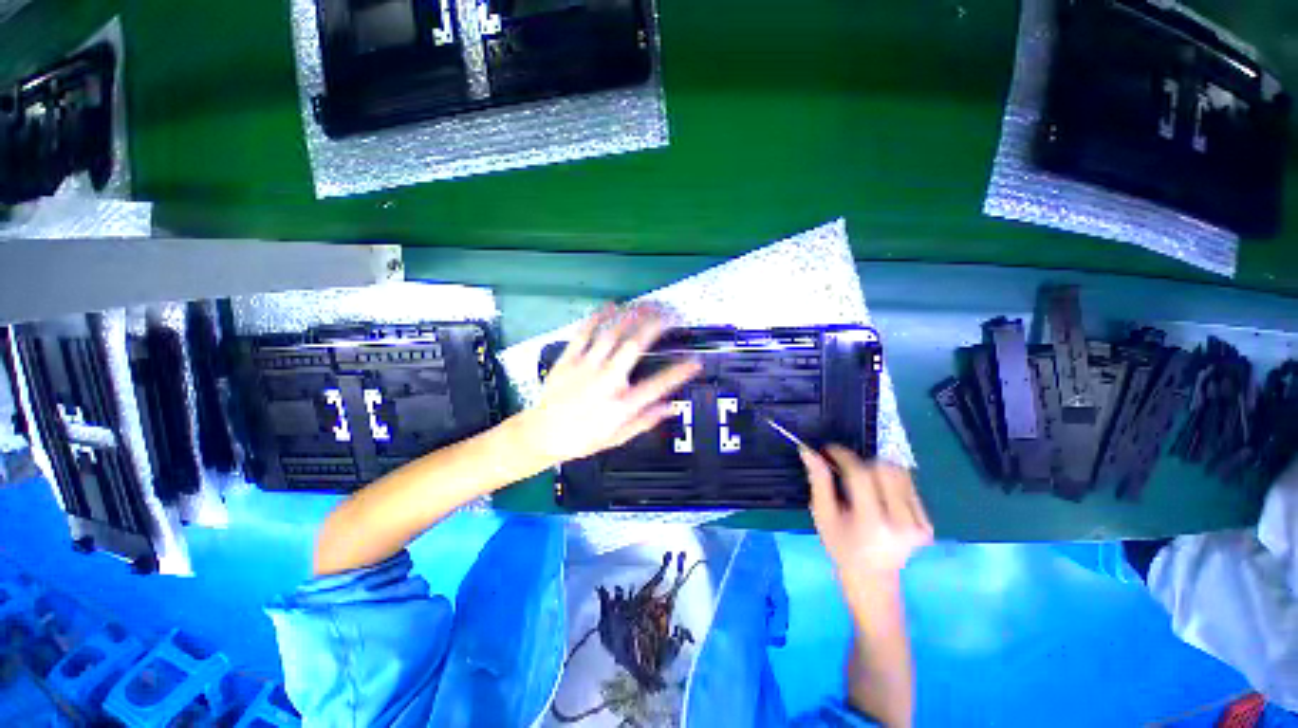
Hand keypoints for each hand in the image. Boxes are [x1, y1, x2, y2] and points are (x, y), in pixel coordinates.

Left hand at [521, 305, 701, 463]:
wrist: (542, 434)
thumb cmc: (582, 438)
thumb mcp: (618, 437)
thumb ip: (646, 420)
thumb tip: (671, 407)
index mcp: (621, 404)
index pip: (657, 385)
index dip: (679, 372)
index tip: (694, 362)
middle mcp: (606, 381)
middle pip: (634, 346)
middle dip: (655, 325)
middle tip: (670, 314)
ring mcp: (586, 367)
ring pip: (611, 333)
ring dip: (632, 315)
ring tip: (648, 304)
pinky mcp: (568, 359)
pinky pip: (584, 332)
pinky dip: (599, 317)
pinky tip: (612, 305)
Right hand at [803, 446, 932, 581]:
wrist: (873, 580)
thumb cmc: (841, 546)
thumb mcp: (822, 514)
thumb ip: (818, 480)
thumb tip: (808, 450)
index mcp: (871, 523)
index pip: (861, 475)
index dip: (843, 456)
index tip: (829, 450)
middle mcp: (901, 523)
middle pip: (885, 469)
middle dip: (861, 462)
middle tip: (845, 468)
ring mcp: (919, 525)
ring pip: (900, 474)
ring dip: (877, 469)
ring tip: (861, 480)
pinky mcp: (928, 524)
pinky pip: (909, 486)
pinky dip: (891, 481)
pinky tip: (878, 493)